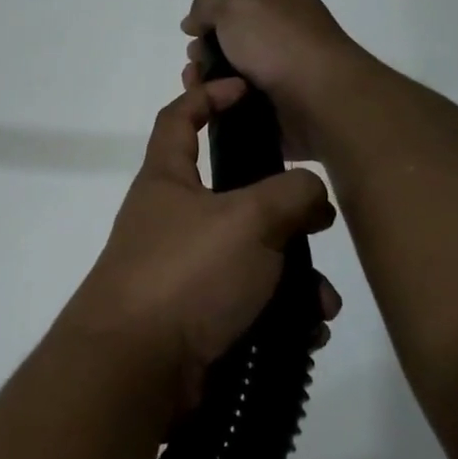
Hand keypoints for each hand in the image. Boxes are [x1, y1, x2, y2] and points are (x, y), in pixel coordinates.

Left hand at [63, 80, 340, 404]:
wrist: (137, 370)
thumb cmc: (186, 274)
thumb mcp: (248, 219)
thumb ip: (291, 193)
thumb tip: (312, 194)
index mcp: (167, 181)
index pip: (178, 118)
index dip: (207, 94)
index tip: (245, 88)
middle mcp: (171, 221)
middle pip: (234, 196)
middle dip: (283, 210)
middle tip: (319, 223)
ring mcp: (183, 272)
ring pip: (252, 257)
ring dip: (294, 276)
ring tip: (320, 302)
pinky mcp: (197, 318)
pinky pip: (250, 303)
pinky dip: (281, 313)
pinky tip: (307, 332)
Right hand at [180, 0, 377, 160]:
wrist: (319, 98)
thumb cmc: (277, 41)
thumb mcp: (234, 6)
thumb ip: (207, 3)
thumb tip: (196, 20)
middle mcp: (282, 24)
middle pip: (237, 19)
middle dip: (208, 27)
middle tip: (190, 38)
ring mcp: (280, 62)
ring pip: (232, 58)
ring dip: (208, 64)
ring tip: (194, 74)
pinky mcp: (275, 96)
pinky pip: (236, 90)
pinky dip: (218, 91)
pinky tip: (205, 94)